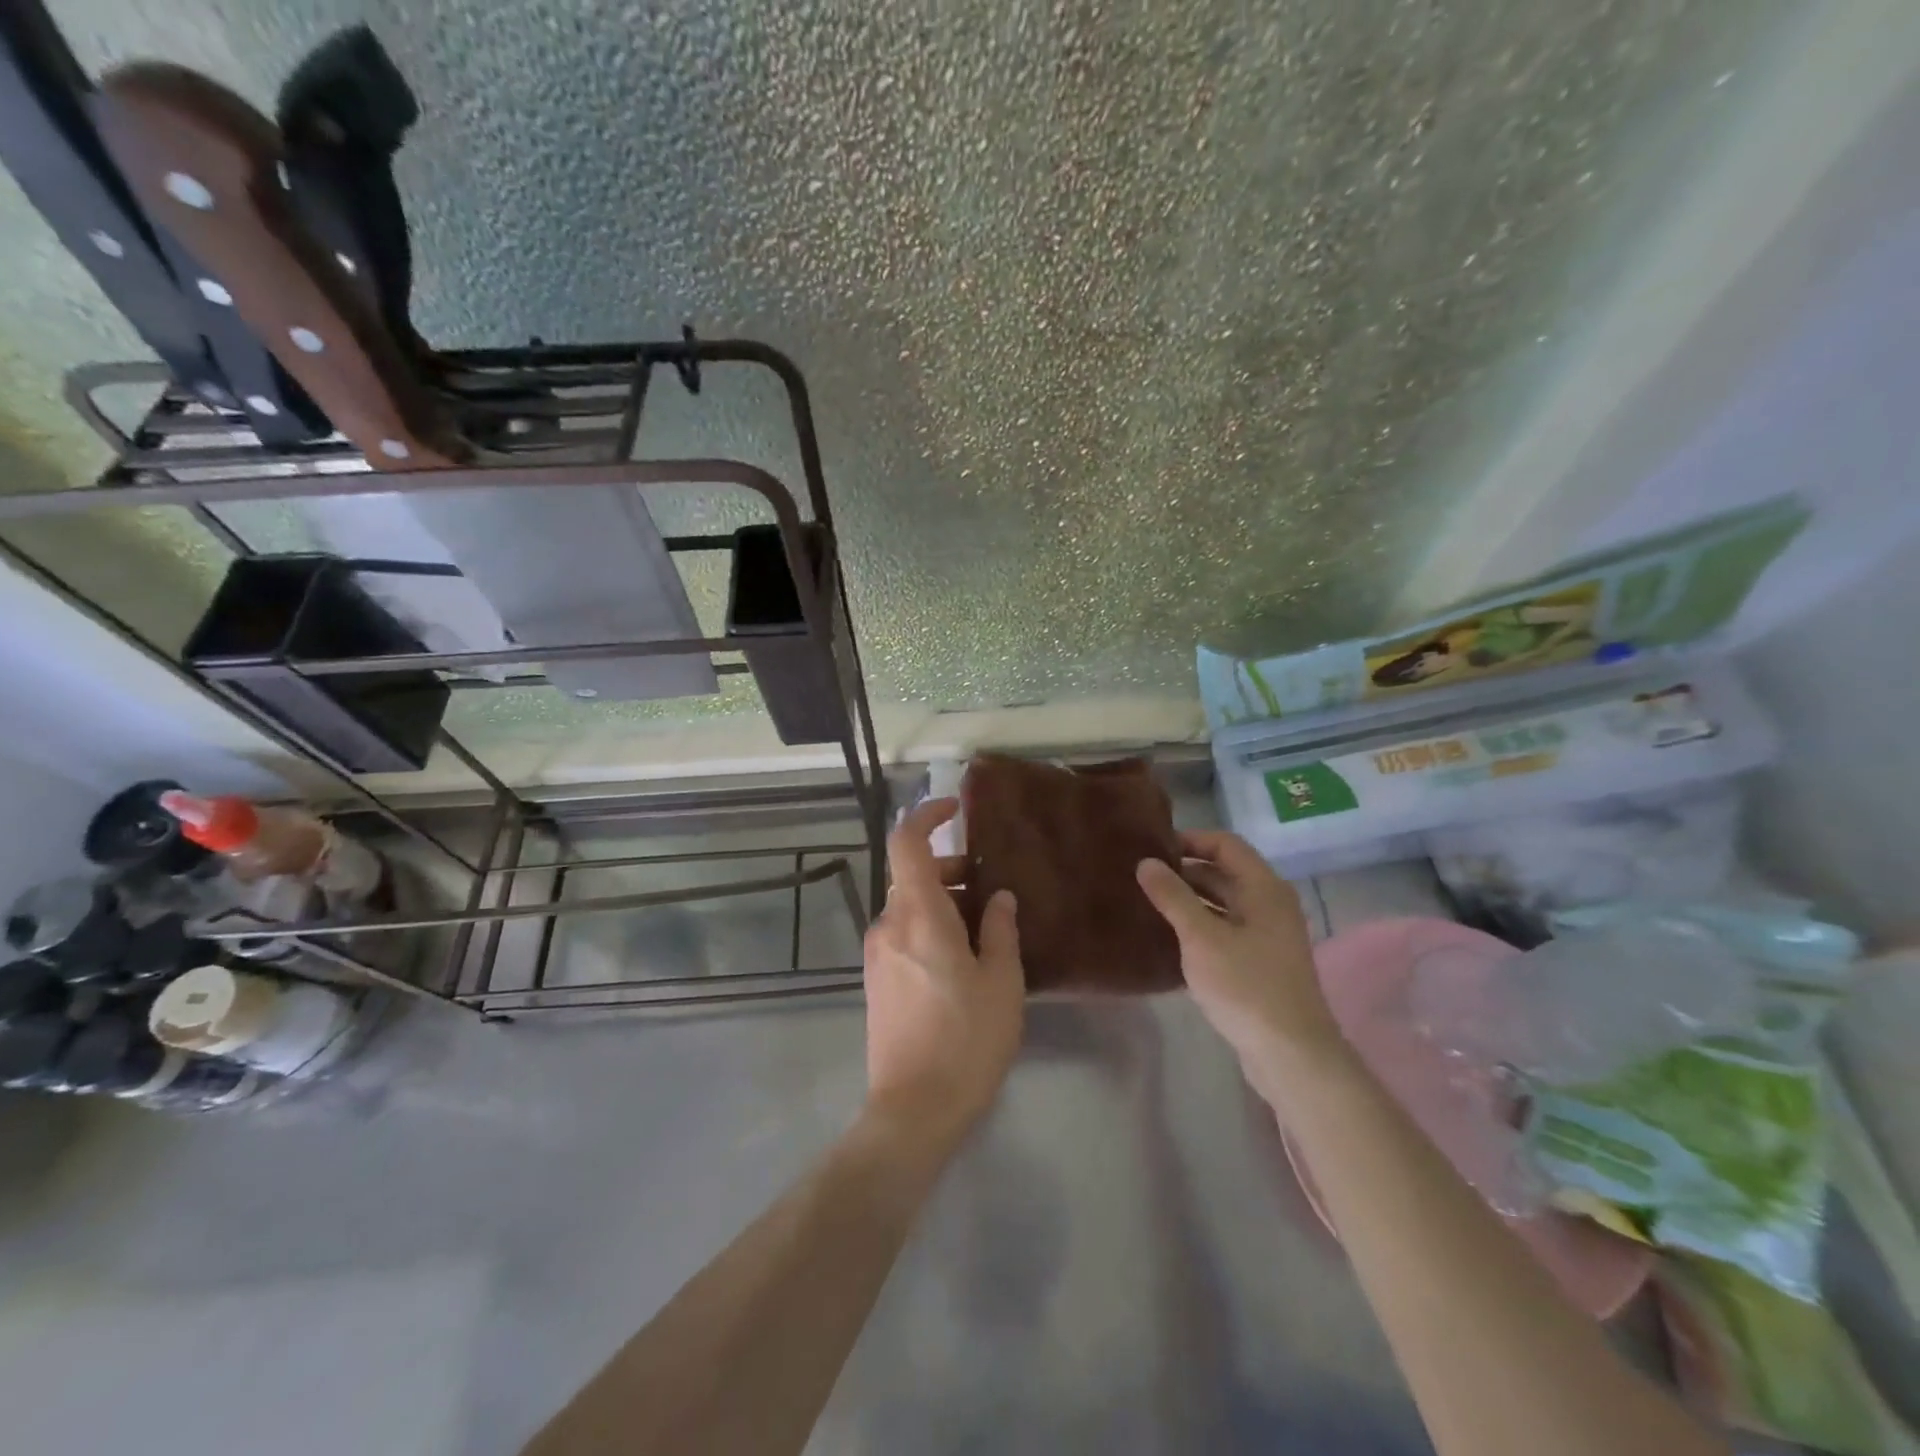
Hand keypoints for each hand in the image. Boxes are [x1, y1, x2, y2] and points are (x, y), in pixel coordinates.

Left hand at [862, 798, 1023, 1146]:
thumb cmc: (966, 1040)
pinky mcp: (878, 979)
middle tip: (992, 889)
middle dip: (951, 869)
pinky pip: (904, 933)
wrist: (913, 1110)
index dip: (927, 815)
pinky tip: (963, 958)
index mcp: (918, 915)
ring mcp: (878, 953)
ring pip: (909, 906)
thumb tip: (999, 898)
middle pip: (912, 875)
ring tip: (986, 928)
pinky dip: (931, 926)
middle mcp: (889, 925)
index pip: (906, 843)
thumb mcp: (1001, 982)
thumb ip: (999, 930)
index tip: (955, 808)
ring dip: (944, 902)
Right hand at [1136, 830, 1345, 1082]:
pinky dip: (1199, 926)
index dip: (1190, 840)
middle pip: (1224, 873)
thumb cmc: (1246, 986)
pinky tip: (1170, 938)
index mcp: (1263, 888)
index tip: (1152, 849)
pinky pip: (1225, 930)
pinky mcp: (1261, 963)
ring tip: (1148, 903)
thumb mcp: (1201, 937)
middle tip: (1142, 876)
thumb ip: (1172, 896)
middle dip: (1184, 871)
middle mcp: (1270, 904)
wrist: (1292, 1054)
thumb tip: (1145, 862)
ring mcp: (1268, 935)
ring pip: (1223, 903)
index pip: (1225, 844)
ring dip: (1190, 900)